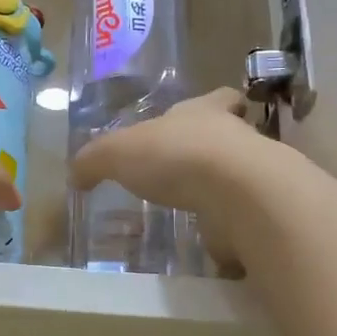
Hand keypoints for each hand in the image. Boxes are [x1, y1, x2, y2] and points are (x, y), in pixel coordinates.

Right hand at [69, 88, 277, 268]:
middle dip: (214, 149)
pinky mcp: (259, 213)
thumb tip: (76, 175)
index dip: (217, 103)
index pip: (220, 98)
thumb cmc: (176, 156)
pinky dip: (229, 225)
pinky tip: (209, 236)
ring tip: (195, 207)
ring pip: (239, 176)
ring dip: (222, 188)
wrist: (239, 194)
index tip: (218, 109)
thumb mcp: (117, 153)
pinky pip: (243, 216)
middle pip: (231, 136)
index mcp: (205, 112)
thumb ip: (94, 161)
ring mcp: (253, 176)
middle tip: (190, 168)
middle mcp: (235, 138)